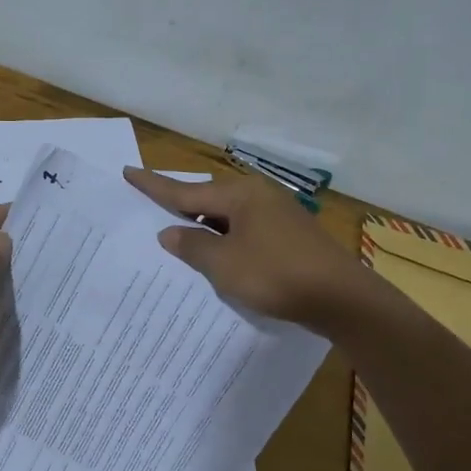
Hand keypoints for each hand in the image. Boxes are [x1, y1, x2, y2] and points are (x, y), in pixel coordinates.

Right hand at [123, 167, 367, 330]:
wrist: (341, 298)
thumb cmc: (276, 276)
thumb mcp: (224, 265)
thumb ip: (192, 247)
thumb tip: (169, 233)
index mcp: (240, 195)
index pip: (186, 191)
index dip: (154, 186)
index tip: (129, 172)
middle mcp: (259, 196)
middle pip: (208, 200)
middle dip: (179, 206)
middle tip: (149, 204)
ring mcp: (277, 215)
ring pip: (227, 217)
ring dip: (203, 227)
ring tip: (177, 235)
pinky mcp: (288, 235)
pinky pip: (244, 230)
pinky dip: (224, 239)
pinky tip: (217, 253)